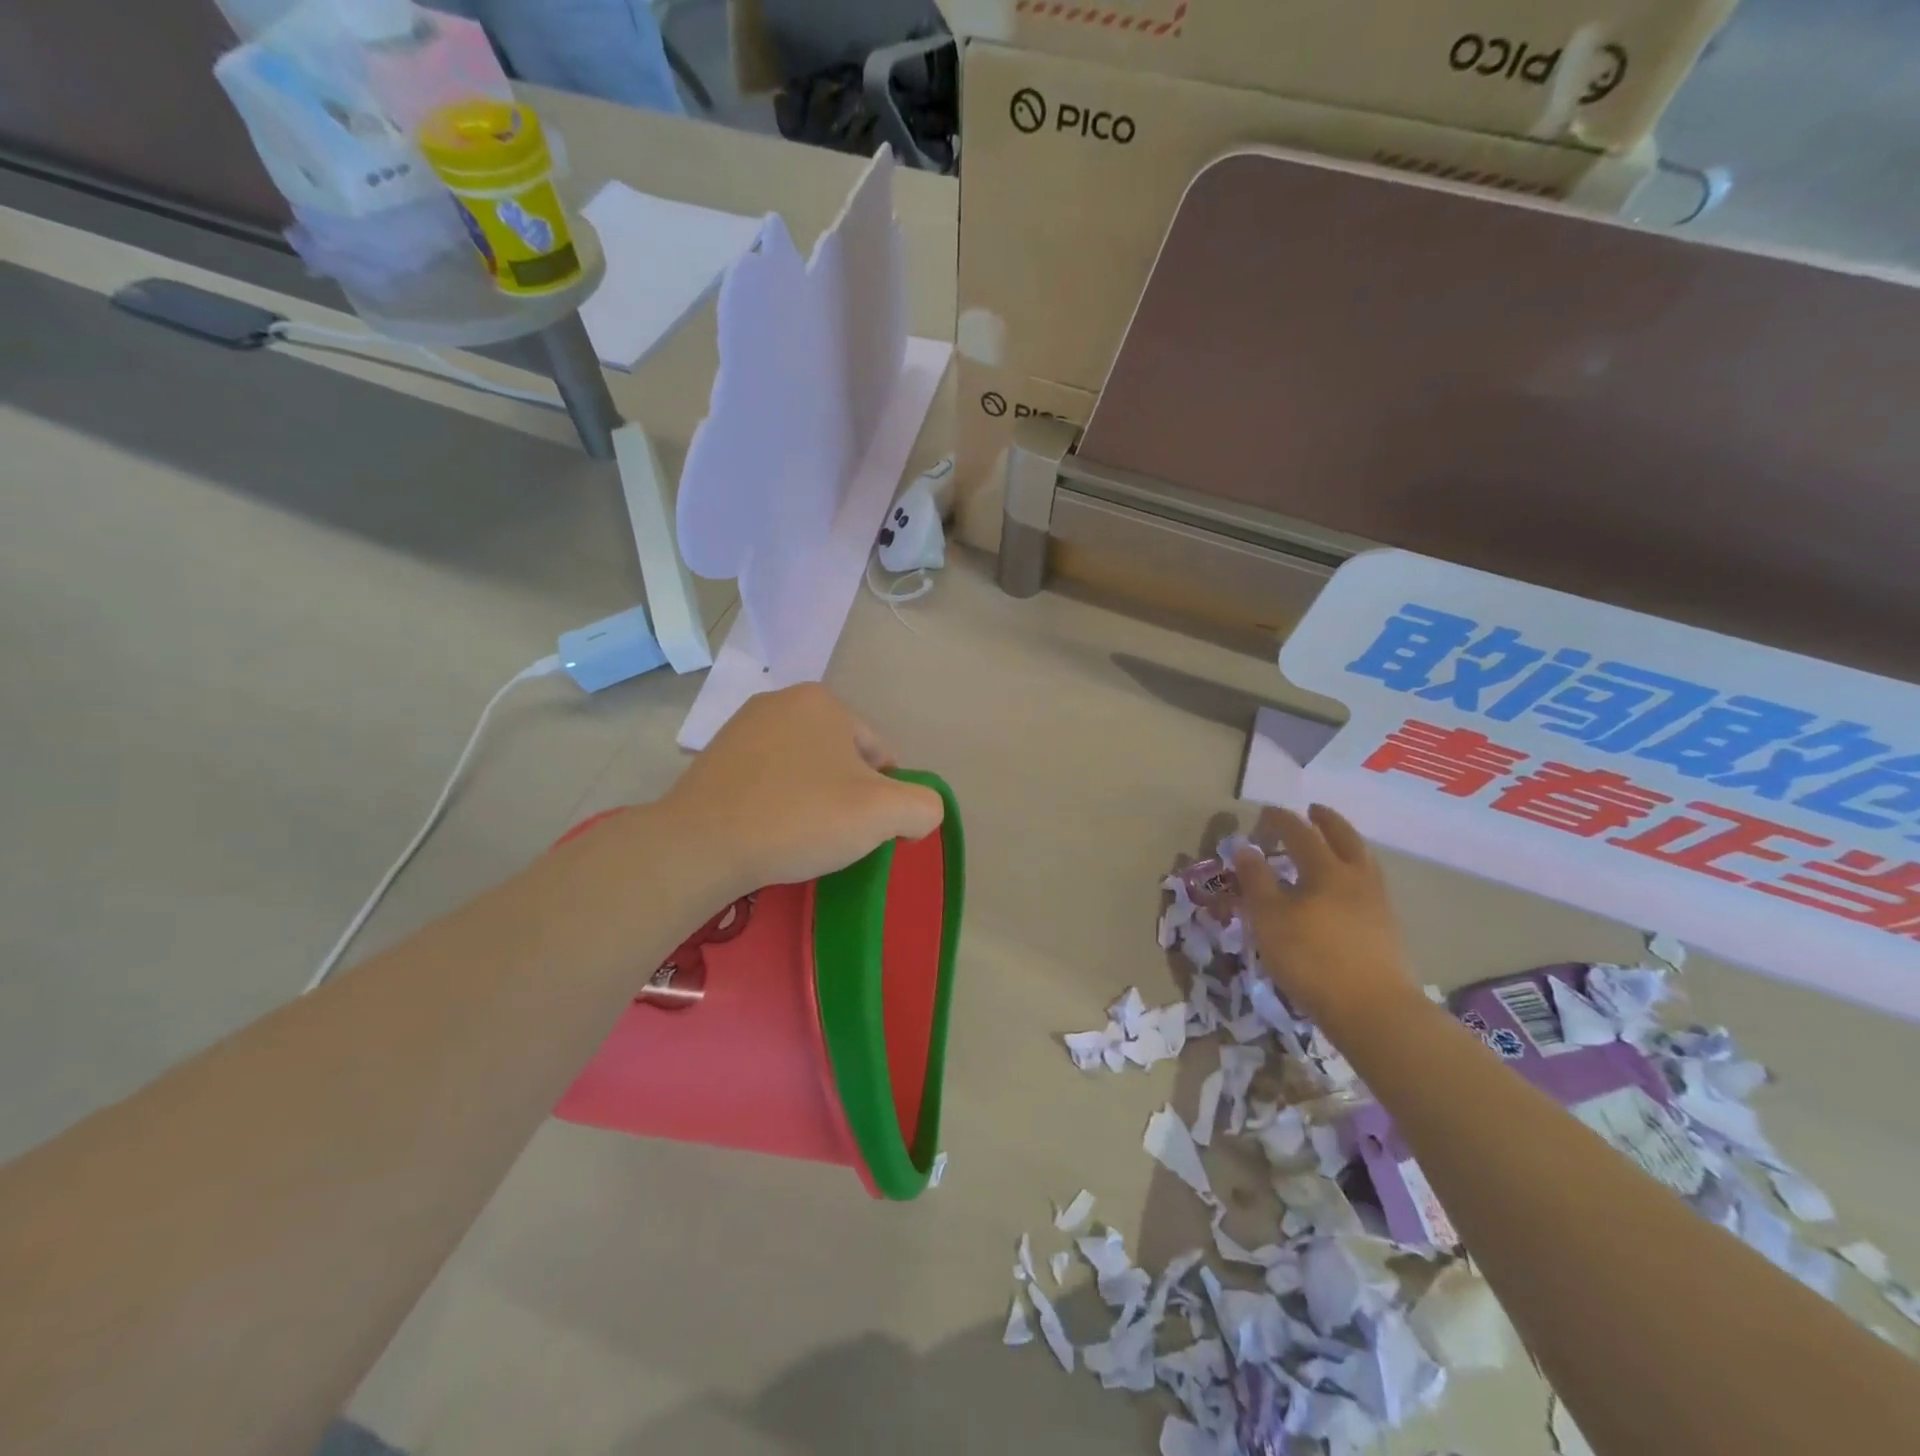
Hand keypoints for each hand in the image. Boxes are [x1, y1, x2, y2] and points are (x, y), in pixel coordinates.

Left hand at [662, 684, 944, 894]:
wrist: (701, 845)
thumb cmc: (800, 818)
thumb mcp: (884, 814)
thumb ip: (923, 807)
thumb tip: (916, 816)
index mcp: (822, 701)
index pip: (878, 754)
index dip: (885, 797)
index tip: (867, 832)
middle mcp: (780, 701)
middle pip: (840, 759)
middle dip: (847, 796)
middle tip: (835, 837)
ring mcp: (741, 728)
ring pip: (803, 769)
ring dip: (813, 800)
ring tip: (801, 838)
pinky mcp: (714, 758)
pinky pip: (767, 780)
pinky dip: (778, 803)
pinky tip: (770, 832)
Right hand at [1232, 805, 1417, 1032]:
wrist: (1374, 1010)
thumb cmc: (1312, 958)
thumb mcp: (1269, 918)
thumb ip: (1256, 880)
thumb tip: (1246, 848)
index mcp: (1326, 870)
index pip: (1301, 833)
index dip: (1281, 820)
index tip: (1265, 812)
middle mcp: (1357, 878)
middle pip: (1344, 839)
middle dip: (1326, 822)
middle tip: (1313, 811)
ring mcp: (1378, 904)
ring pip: (1363, 861)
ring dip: (1346, 845)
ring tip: (1333, 846)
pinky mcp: (1388, 929)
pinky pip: (1370, 885)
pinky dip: (1355, 874)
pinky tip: (1346, 889)